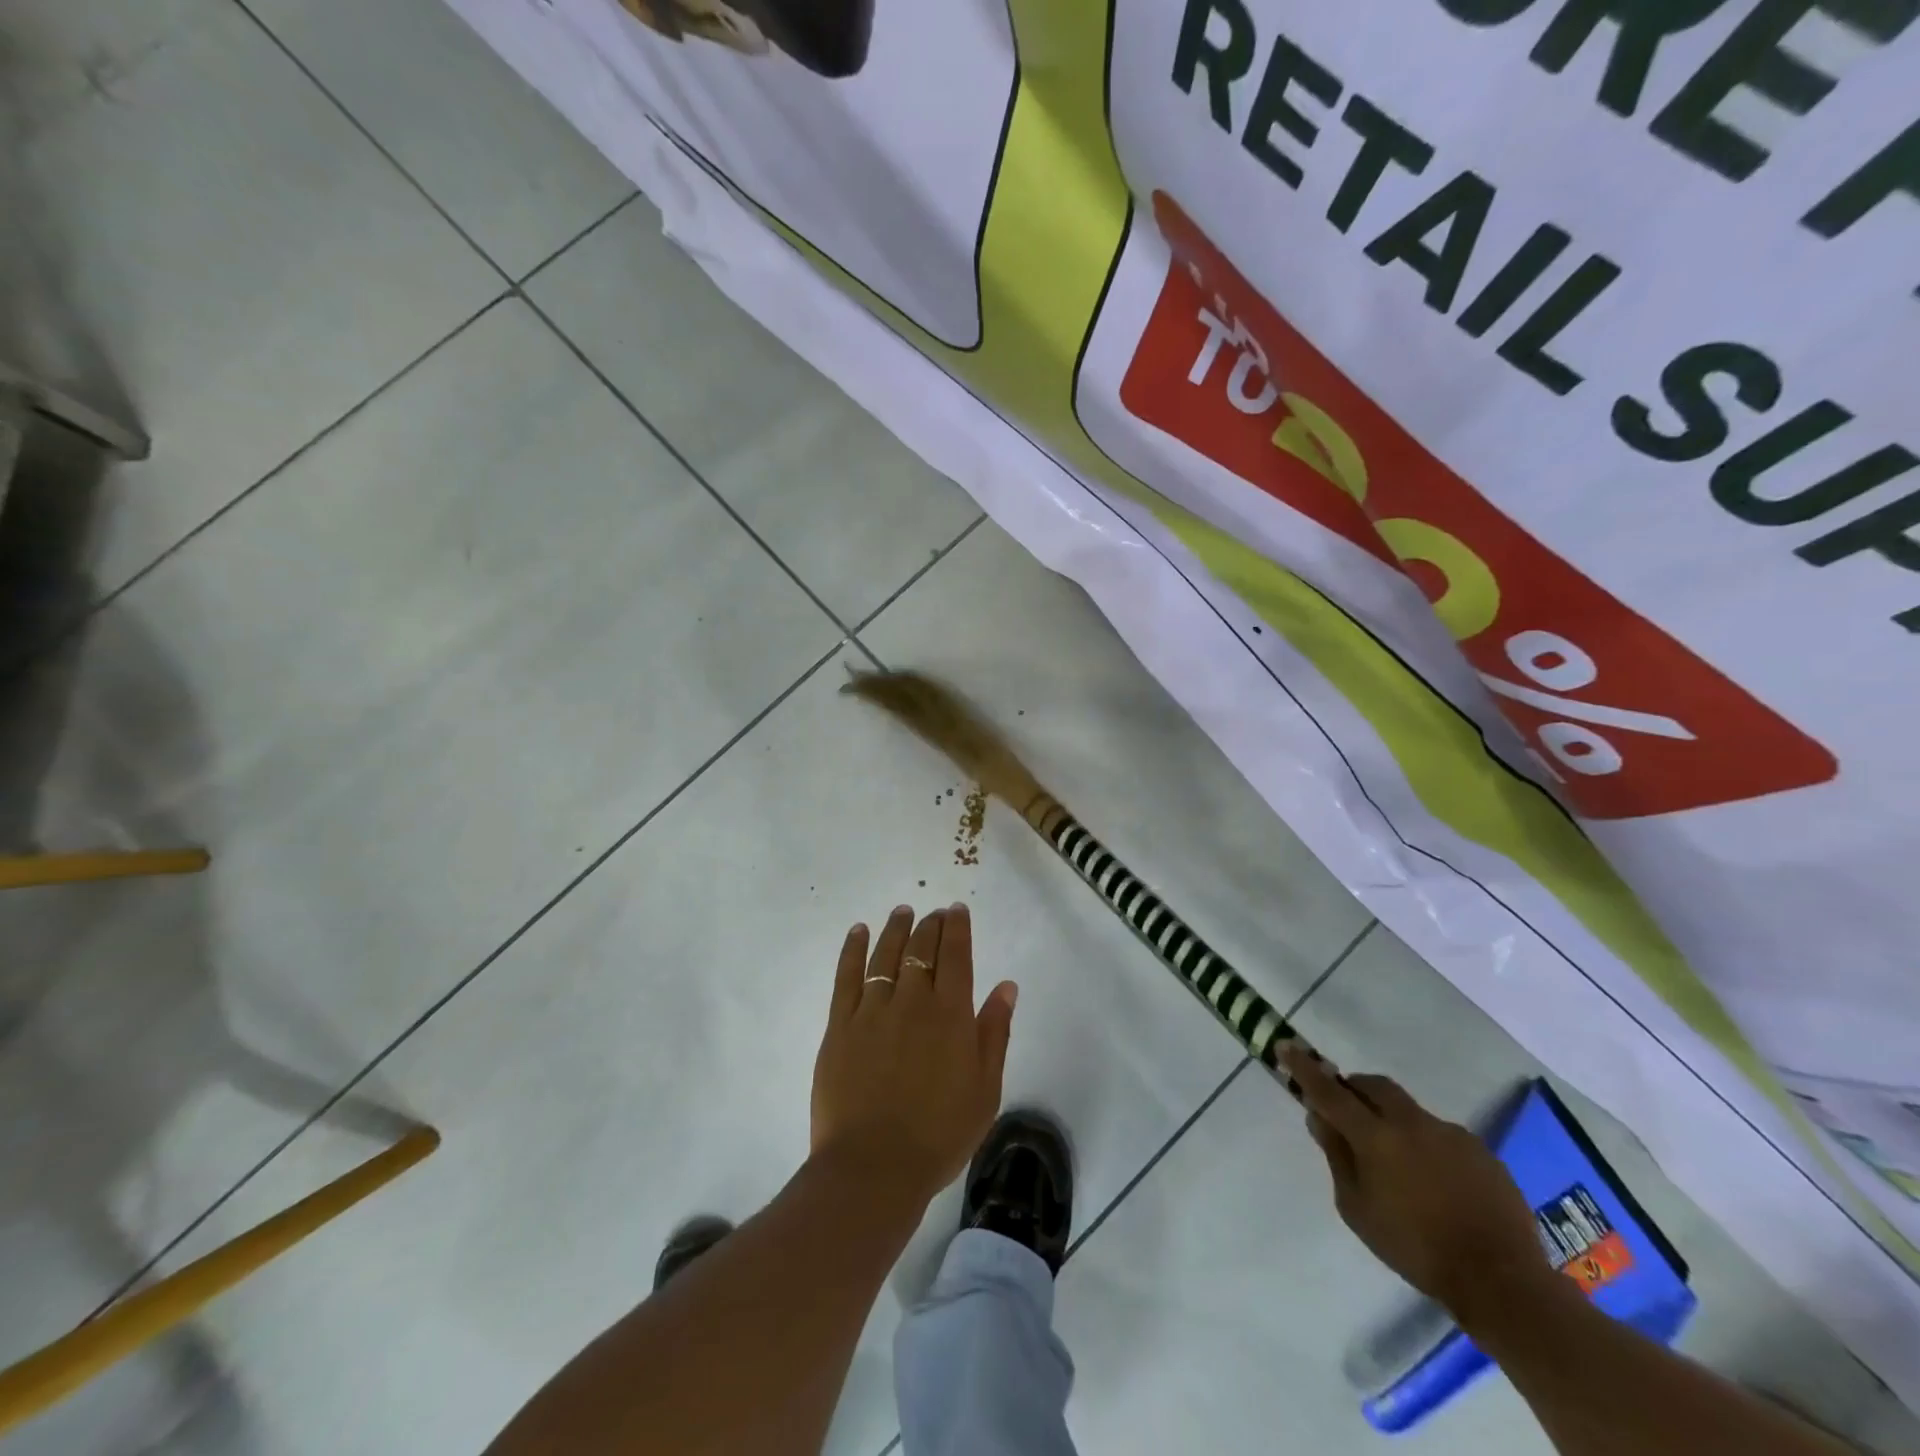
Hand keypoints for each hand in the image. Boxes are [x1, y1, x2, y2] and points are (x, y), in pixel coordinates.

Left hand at [810, 904, 1017, 1205]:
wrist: (874, 1167)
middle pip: (922, 950)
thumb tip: (1006, 986)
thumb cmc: (939, 1135)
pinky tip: (858, 931)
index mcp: (951, 1015)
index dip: (957, 929)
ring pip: (886, 955)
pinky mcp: (840, 1025)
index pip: (956, 956)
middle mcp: (912, 1001)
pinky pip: (846, 975)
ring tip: (903, 911)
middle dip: (930, 925)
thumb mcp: (984, 1090)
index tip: (957, 910)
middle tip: (934, 913)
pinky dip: (853, 949)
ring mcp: (872, 1010)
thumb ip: (995, 1033)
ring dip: (897, 929)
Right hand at [1283, 1045, 1557, 1326]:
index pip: (1328, 1090)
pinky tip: (1435, 1182)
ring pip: (1408, 1110)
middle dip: (1353, 1089)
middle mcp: (1411, 1122)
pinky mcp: (1481, 1150)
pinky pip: (1441, 1135)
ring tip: (1397, 1162)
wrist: (1502, 1280)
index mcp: (1375, 1136)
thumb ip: (1336, 1157)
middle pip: (1373, 1086)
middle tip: (1345, 1110)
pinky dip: (1426, 1145)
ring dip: (1391, 1120)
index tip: (1285, 1045)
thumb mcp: (1357, 1209)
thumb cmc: (1415, 1248)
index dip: (1304, 1067)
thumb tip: (1320, 1118)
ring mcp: (1450, 1133)